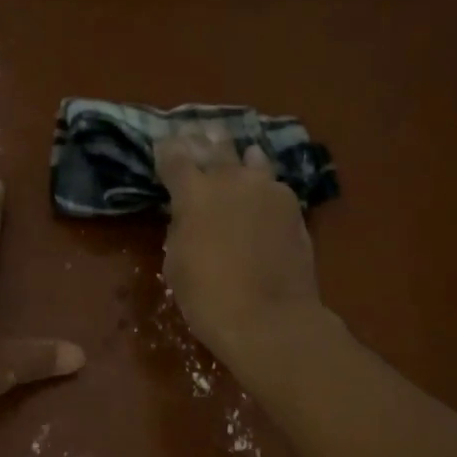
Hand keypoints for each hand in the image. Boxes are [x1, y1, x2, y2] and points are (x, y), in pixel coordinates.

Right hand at [155, 129, 328, 370]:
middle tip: (199, 137)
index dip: (167, 151)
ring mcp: (268, 189)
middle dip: (204, 142)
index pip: (175, 156)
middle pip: (216, 146)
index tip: (163, 148)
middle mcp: (231, 179)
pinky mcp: (293, 206)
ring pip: (252, 159)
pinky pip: (273, 185)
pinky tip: (262, 193)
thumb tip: (190, 215)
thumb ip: (181, 228)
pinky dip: (263, 185)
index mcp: (194, 193)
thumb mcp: (176, 264)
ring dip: (240, 158)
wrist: (269, 319)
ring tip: (239, 159)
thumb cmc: (208, 298)